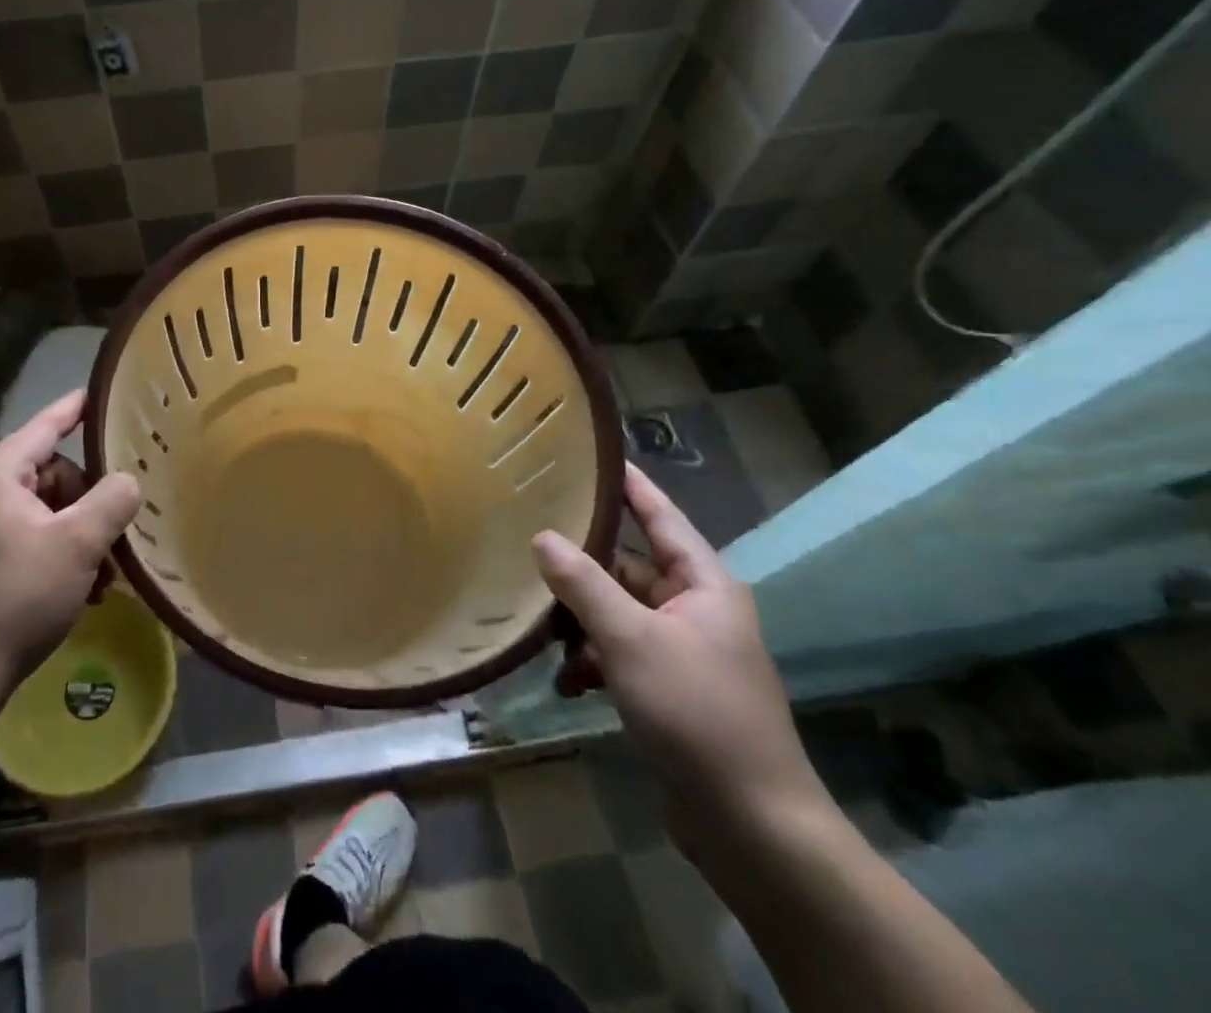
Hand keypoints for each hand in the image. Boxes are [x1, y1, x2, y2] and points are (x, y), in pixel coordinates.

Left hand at [0, 390, 140, 696]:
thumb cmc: (17, 597)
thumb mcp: (77, 544)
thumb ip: (111, 501)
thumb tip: (127, 481)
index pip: (44, 427)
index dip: (75, 409)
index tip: (101, 393)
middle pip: (50, 474)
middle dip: (86, 501)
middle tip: (113, 535)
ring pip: (43, 510)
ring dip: (77, 534)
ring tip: (102, 573)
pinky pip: (26, 537)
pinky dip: (56, 553)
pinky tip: (81, 588)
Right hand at [532, 464, 830, 850]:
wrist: (753, 828)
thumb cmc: (699, 715)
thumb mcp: (633, 641)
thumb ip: (584, 584)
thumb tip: (542, 536)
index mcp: (704, 585)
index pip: (661, 515)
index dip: (629, 483)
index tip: (591, 453)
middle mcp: (696, 609)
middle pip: (629, 565)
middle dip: (581, 562)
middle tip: (527, 535)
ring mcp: (683, 650)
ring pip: (618, 611)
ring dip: (580, 618)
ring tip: (535, 619)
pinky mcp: (669, 688)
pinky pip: (620, 652)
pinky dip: (592, 660)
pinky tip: (564, 680)